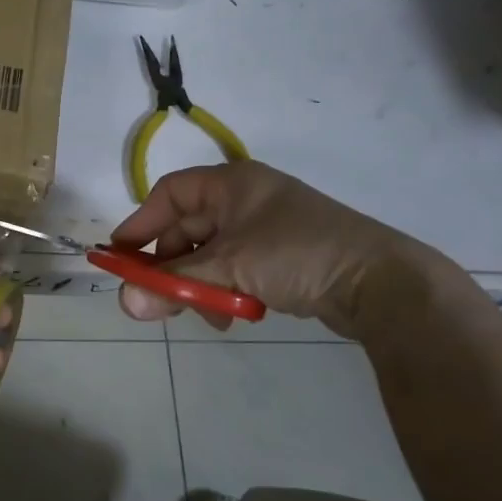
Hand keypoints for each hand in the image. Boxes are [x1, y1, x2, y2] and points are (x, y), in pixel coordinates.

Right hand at [112, 161, 446, 339]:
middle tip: (154, 298)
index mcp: (232, 183)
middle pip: (187, 227)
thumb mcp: (228, 267)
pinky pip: (234, 269)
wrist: (382, 283)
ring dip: (198, 284)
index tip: (119, 257)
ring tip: (202, 314)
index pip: (169, 194)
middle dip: (170, 265)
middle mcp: (246, 199)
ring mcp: (265, 228)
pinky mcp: (281, 257)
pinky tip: (230, 317)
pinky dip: (224, 291)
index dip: (140, 224)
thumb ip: (173, 283)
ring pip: (210, 254)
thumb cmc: (297, 254)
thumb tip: (124, 303)